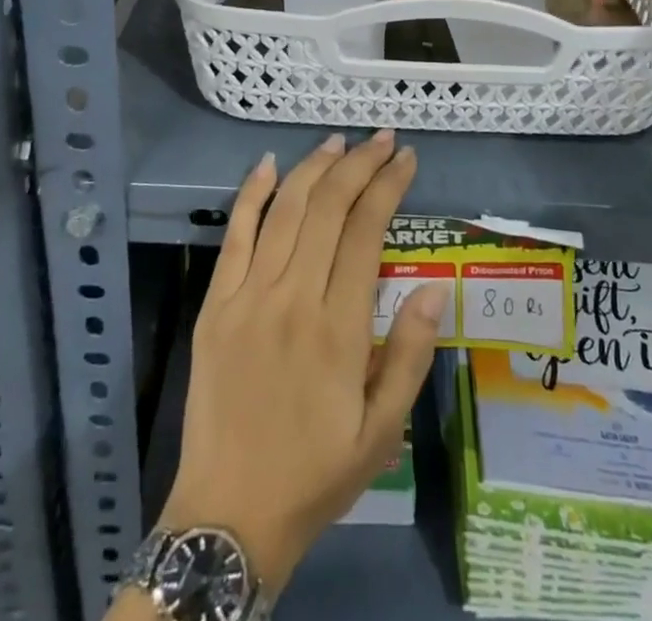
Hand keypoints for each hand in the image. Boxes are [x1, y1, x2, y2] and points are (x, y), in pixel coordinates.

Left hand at [160, 132, 448, 591]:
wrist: (229, 513)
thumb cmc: (315, 472)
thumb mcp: (381, 432)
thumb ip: (408, 355)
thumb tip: (436, 286)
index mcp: (338, 328)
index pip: (366, 231)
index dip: (388, 186)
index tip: (406, 159)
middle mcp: (293, 297)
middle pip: (328, 208)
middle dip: (359, 163)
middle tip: (382, 138)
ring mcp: (248, 295)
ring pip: (285, 210)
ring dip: (314, 168)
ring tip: (339, 141)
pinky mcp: (215, 302)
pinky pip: (235, 235)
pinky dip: (251, 194)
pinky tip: (268, 164)